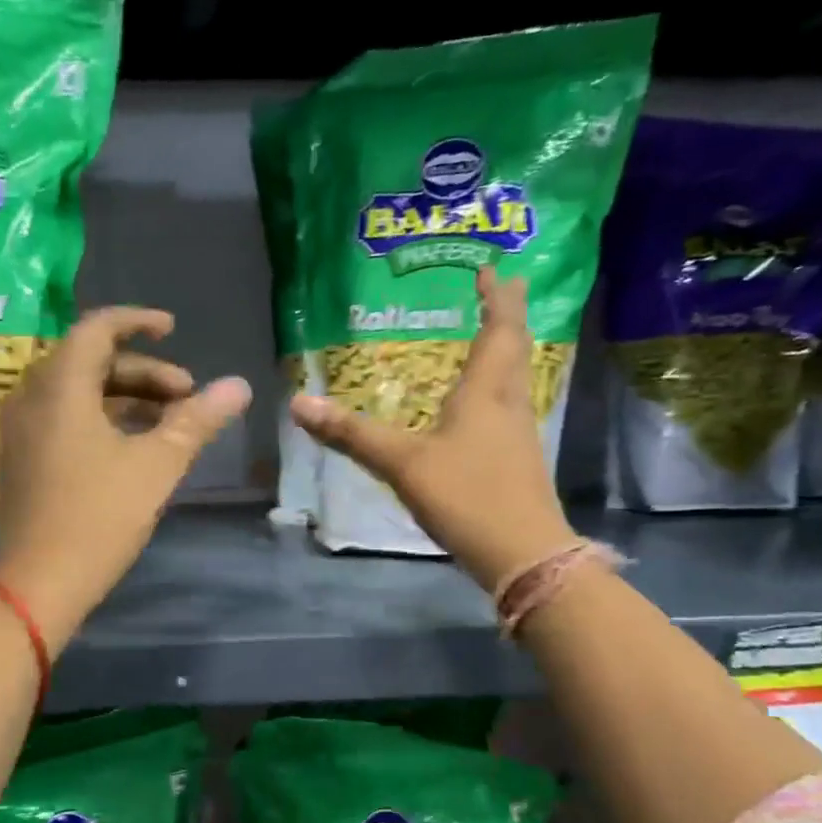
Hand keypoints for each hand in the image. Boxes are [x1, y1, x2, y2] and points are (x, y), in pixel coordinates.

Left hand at [0, 308, 250, 647]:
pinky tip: (132, 448)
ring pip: (76, 393)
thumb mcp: (156, 466)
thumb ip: (197, 421)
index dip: (138, 322)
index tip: (174, 329)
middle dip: (142, 371)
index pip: (97, 328)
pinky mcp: (21, 459)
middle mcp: (31, 397)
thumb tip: (239, 386)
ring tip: (168, 422)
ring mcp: (20, 430)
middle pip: (88, 361)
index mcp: (59, 386)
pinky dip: (100, 419)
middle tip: (186, 395)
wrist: (36, 586)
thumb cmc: (98, 518)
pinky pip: (62, 419)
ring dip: (124, 397)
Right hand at [292, 271, 574, 591]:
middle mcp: (509, 404)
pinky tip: (479, 407)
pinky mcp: (517, 462)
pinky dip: (495, 391)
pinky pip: (506, 409)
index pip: (499, 329)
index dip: (498, 297)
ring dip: (503, 353)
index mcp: (486, 392)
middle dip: (505, 318)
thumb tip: (299, 404)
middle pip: (513, 349)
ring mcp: (518, 434)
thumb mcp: (402, 464)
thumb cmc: (466, 496)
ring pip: (514, 379)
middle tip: (498, 291)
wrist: (522, 554)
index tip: (494, 269)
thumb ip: (352, 435)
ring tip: (487, 340)